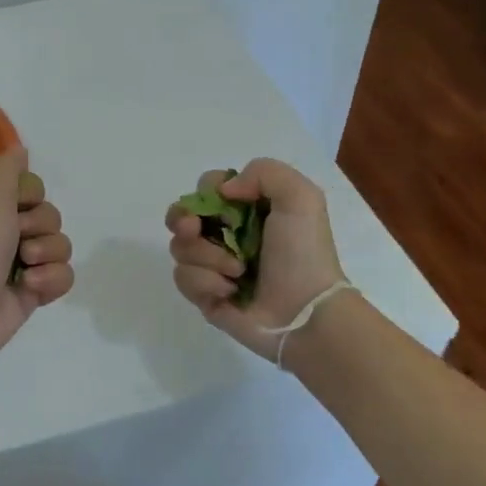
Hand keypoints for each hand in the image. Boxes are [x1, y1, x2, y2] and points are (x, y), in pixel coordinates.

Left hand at [0, 146, 74, 372]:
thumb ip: (7, 169)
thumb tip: (20, 150)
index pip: (33, 187)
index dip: (31, 195)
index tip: (17, 205)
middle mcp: (7, 232)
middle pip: (51, 215)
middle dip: (41, 227)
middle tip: (18, 240)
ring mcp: (21, 264)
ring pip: (61, 245)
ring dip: (48, 254)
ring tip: (24, 268)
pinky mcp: (32, 294)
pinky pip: (63, 276)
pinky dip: (52, 280)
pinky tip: (30, 288)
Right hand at [165, 159, 345, 361]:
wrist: (306, 313)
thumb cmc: (303, 253)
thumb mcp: (300, 197)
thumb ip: (263, 171)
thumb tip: (223, 192)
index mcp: (246, 210)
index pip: (206, 188)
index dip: (206, 191)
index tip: (222, 201)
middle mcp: (226, 234)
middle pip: (182, 215)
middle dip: (183, 219)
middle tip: (195, 229)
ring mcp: (213, 265)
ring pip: (179, 247)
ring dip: (205, 256)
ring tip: (237, 272)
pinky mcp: (205, 294)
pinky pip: (183, 278)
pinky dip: (205, 282)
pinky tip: (229, 291)